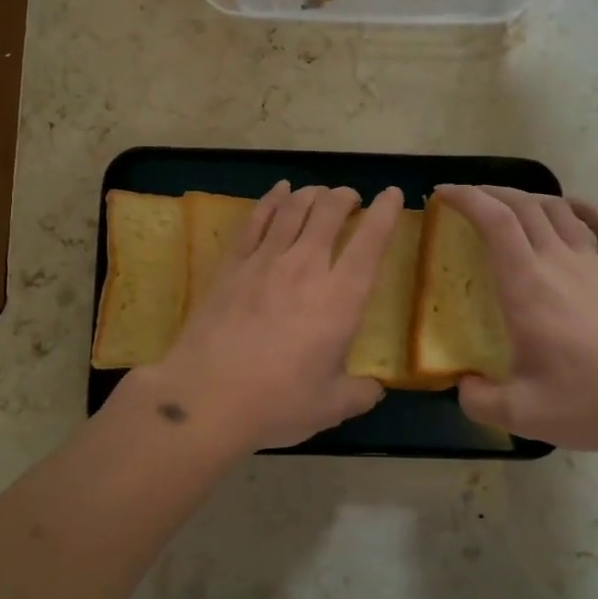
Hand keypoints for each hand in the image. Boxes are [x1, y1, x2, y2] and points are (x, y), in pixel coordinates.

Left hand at [134, 181, 402, 451]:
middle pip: (329, 211)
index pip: (371, 242)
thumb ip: (359, 394)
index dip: (385, 212)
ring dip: (312, 194)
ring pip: (293, 208)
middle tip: (351, 198)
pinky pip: (256, 219)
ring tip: (320, 192)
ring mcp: (265, 260)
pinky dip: (272, 199)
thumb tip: (373, 389)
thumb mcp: (330, 407)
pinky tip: (279, 191)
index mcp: (341, 298)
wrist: (205, 397)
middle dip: (345, 197)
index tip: (392, 195)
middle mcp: (306, 267)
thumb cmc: (276, 403)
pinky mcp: (232, 264)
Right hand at [433, 184, 597, 453]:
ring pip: (560, 211)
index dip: (465, 198)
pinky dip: (586, 210)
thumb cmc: (594, 400)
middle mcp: (560, 262)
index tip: (442, 193)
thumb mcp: (522, 414)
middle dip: (490, 193)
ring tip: (511, 204)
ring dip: (530, 198)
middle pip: (524, 206)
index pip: (494, 221)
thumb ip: (479, 401)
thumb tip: (463, 387)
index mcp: (527, 285)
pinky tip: (576, 210)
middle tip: (467, 198)